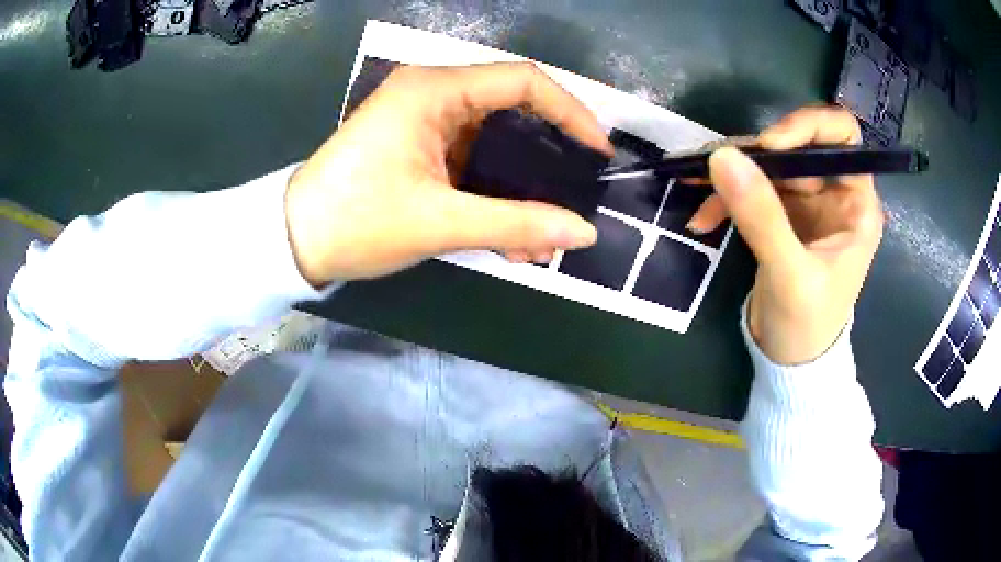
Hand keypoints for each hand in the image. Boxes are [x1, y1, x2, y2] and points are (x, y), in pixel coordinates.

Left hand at [284, 62, 612, 285]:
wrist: (293, 242)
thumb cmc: (356, 221)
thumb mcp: (440, 223)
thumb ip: (517, 224)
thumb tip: (584, 232)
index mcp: (434, 90)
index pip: (523, 82)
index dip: (570, 112)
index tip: (597, 151)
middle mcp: (432, 94)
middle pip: (512, 114)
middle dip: (546, 161)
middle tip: (572, 198)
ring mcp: (423, 122)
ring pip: (492, 147)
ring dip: (519, 191)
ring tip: (541, 239)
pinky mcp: (416, 148)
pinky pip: (469, 164)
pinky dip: (492, 197)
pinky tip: (510, 238)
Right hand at [690, 107, 883, 364]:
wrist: (789, 360)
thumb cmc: (807, 325)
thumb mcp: (789, 275)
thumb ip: (762, 218)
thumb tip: (722, 157)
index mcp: (856, 204)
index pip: (843, 138)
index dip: (809, 127)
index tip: (770, 144)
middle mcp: (834, 194)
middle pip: (797, 145)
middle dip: (756, 153)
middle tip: (717, 164)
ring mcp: (806, 203)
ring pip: (768, 164)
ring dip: (731, 173)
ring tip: (695, 185)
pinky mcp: (781, 215)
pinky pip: (751, 188)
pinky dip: (725, 197)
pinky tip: (702, 218)